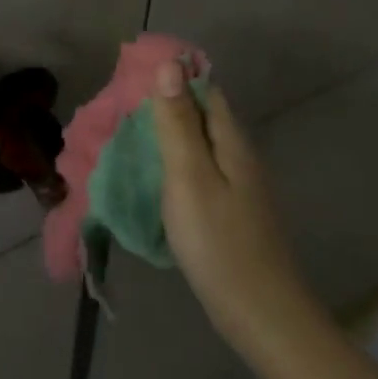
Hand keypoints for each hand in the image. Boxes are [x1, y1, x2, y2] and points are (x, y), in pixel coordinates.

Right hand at [150, 60, 306, 341]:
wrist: (259, 313)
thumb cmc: (219, 241)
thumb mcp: (189, 176)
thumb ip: (178, 122)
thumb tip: (170, 64)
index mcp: (231, 140)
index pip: (204, 89)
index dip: (172, 76)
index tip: (131, 76)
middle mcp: (238, 155)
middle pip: (201, 115)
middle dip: (165, 105)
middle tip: (118, 109)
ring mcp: (237, 186)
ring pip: (198, 145)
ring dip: (167, 136)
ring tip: (126, 138)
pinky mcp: (229, 211)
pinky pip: (198, 172)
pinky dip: (173, 165)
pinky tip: (153, 178)